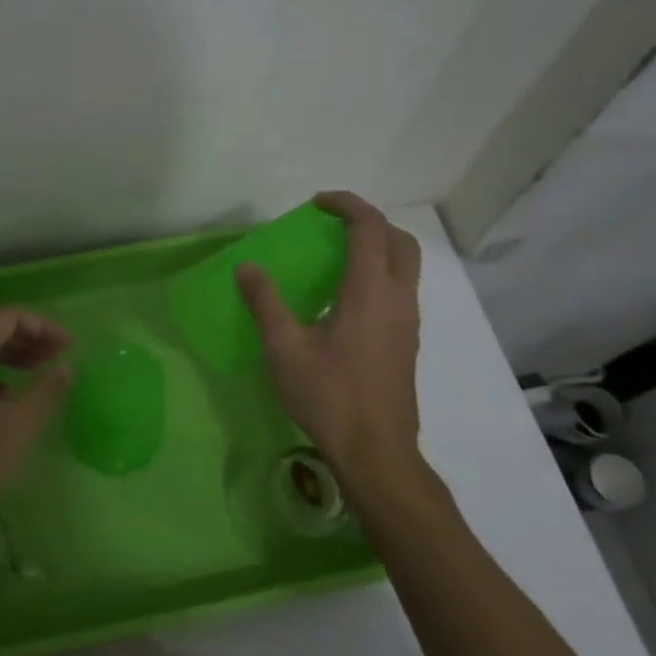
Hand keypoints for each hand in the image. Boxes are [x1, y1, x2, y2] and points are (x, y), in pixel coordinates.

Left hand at [0, 308, 72, 538]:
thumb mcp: (15, 429)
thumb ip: (46, 392)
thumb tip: (68, 367)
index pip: (6, 317)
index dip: (42, 326)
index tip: (69, 347)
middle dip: (28, 336)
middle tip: (59, 356)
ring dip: (10, 353)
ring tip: (40, 370)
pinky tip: (10, 395)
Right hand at [236, 191, 426, 501]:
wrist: (376, 451)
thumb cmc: (329, 396)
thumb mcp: (284, 348)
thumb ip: (265, 302)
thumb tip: (247, 267)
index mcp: (370, 291)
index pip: (370, 228)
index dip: (346, 205)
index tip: (317, 204)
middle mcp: (398, 298)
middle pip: (399, 240)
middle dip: (369, 222)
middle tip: (332, 225)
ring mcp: (408, 322)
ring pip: (406, 266)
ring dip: (378, 247)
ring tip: (336, 257)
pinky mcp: (407, 342)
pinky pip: (401, 290)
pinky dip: (379, 274)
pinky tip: (345, 300)